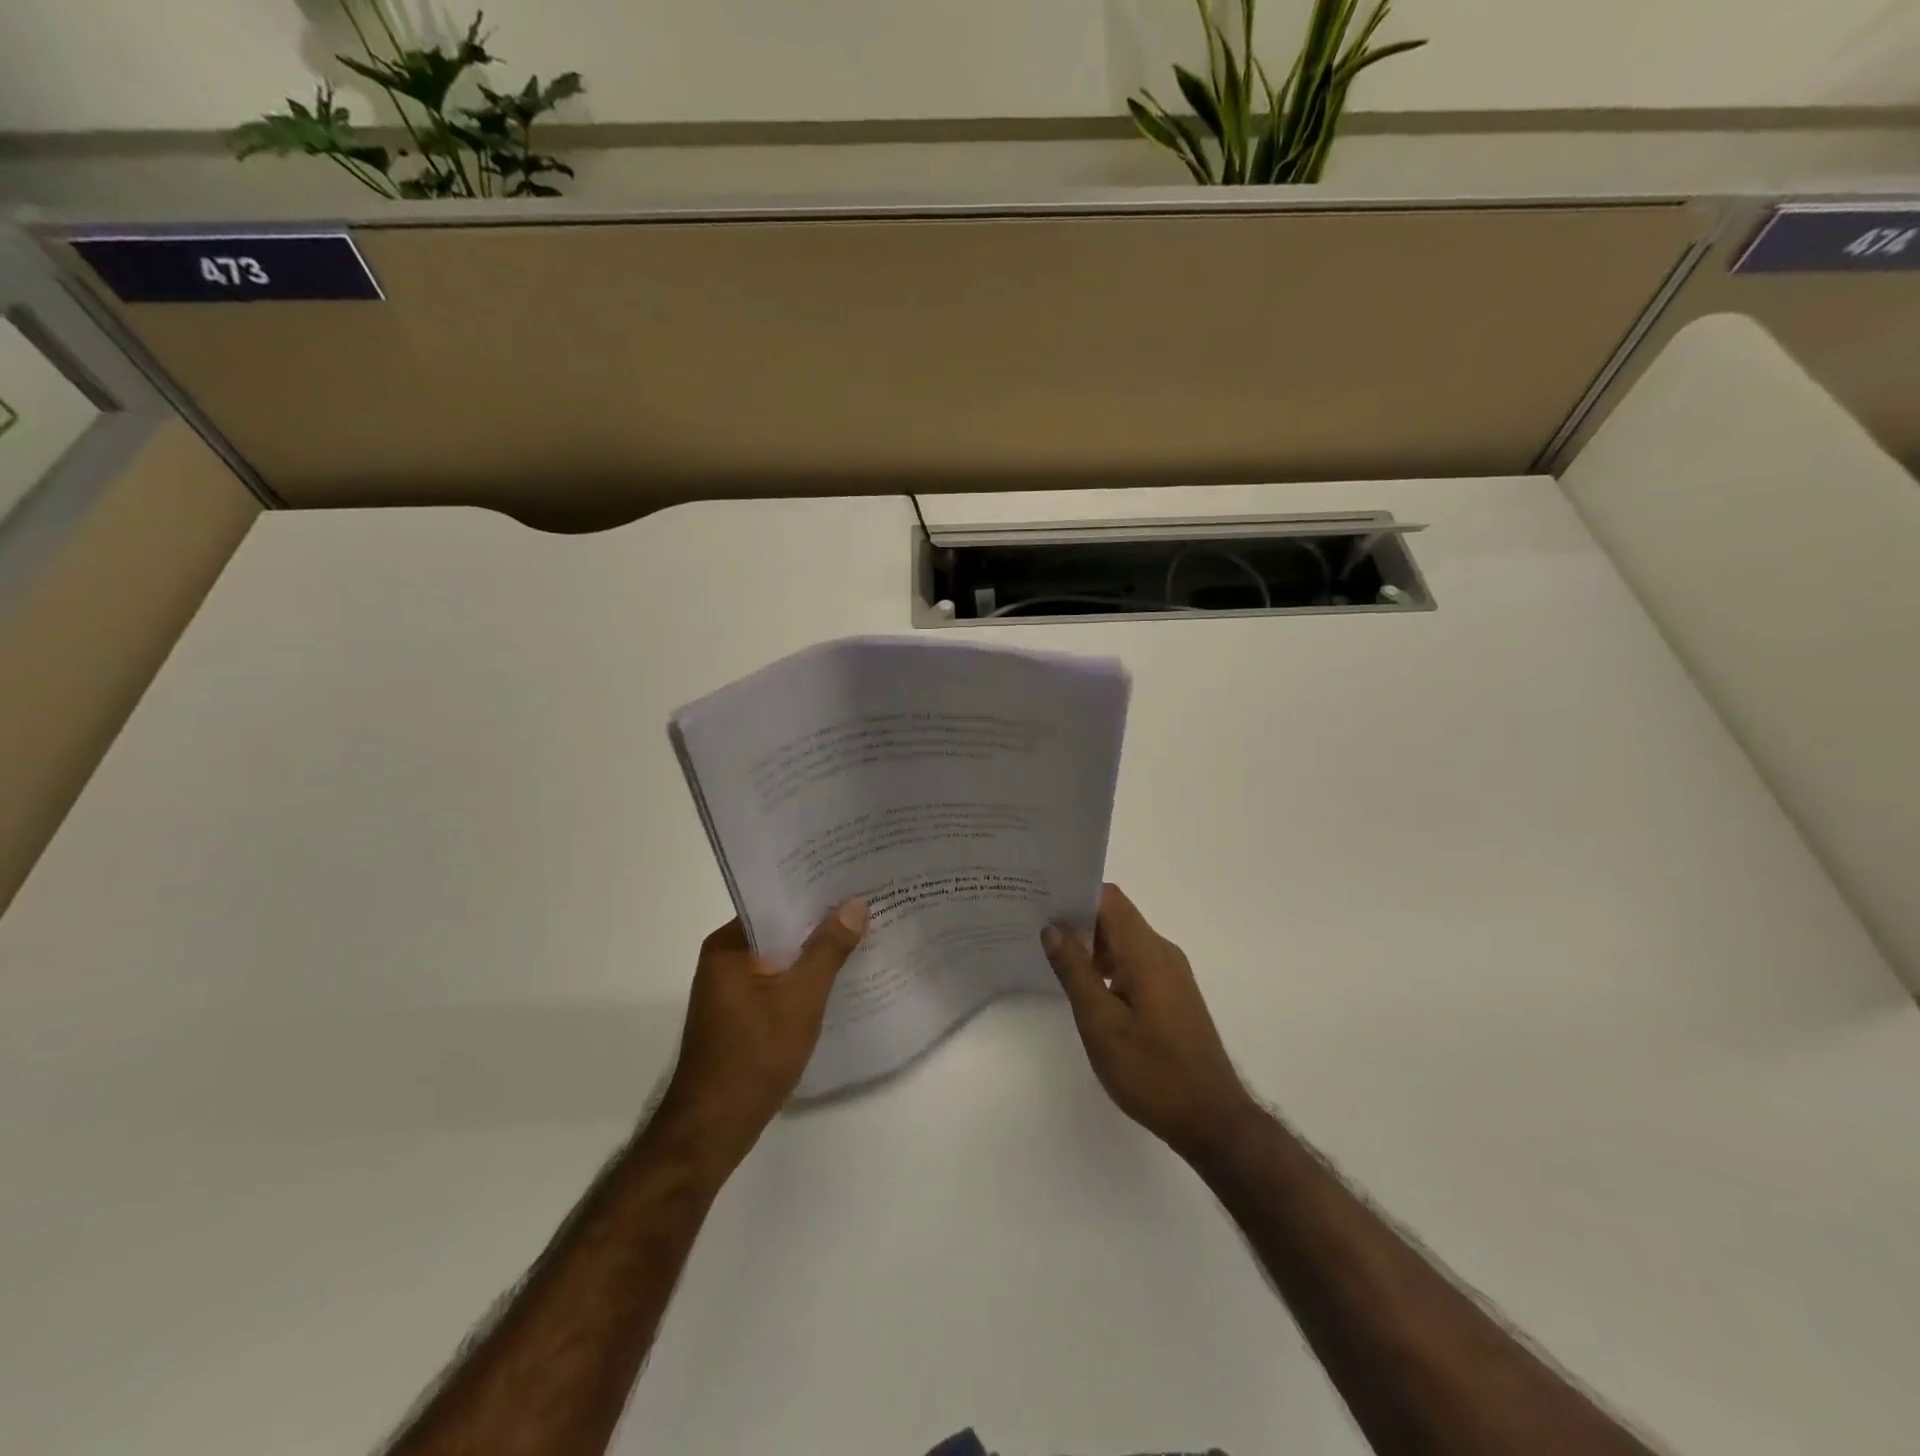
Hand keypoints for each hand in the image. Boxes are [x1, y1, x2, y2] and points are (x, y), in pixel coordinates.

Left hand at [656, 901, 867, 1170]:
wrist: (713, 1129)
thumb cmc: (754, 1056)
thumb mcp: (801, 998)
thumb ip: (828, 949)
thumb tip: (854, 904)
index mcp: (729, 946)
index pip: (775, 902)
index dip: (814, 891)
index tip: (852, 879)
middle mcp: (725, 959)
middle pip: (780, 929)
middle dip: (821, 921)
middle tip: (868, 903)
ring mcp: (731, 989)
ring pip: (781, 957)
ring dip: (815, 951)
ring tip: (863, 934)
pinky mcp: (741, 1014)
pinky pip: (778, 982)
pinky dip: (805, 978)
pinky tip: (839, 978)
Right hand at [1042, 883, 1255, 1158]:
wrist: (1212, 1120)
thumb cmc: (1152, 1070)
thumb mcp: (1101, 1022)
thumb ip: (1075, 971)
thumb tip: (1052, 928)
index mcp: (1146, 951)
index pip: (1109, 898)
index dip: (1075, 894)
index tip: (1041, 900)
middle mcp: (1162, 952)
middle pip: (1116, 917)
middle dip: (1077, 919)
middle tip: (1035, 928)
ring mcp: (1171, 975)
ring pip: (1125, 942)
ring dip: (1092, 945)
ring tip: (1052, 957)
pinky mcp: (1173, 996)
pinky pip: (1135, 963)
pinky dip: (1108, 965)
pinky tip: (1085, 988)